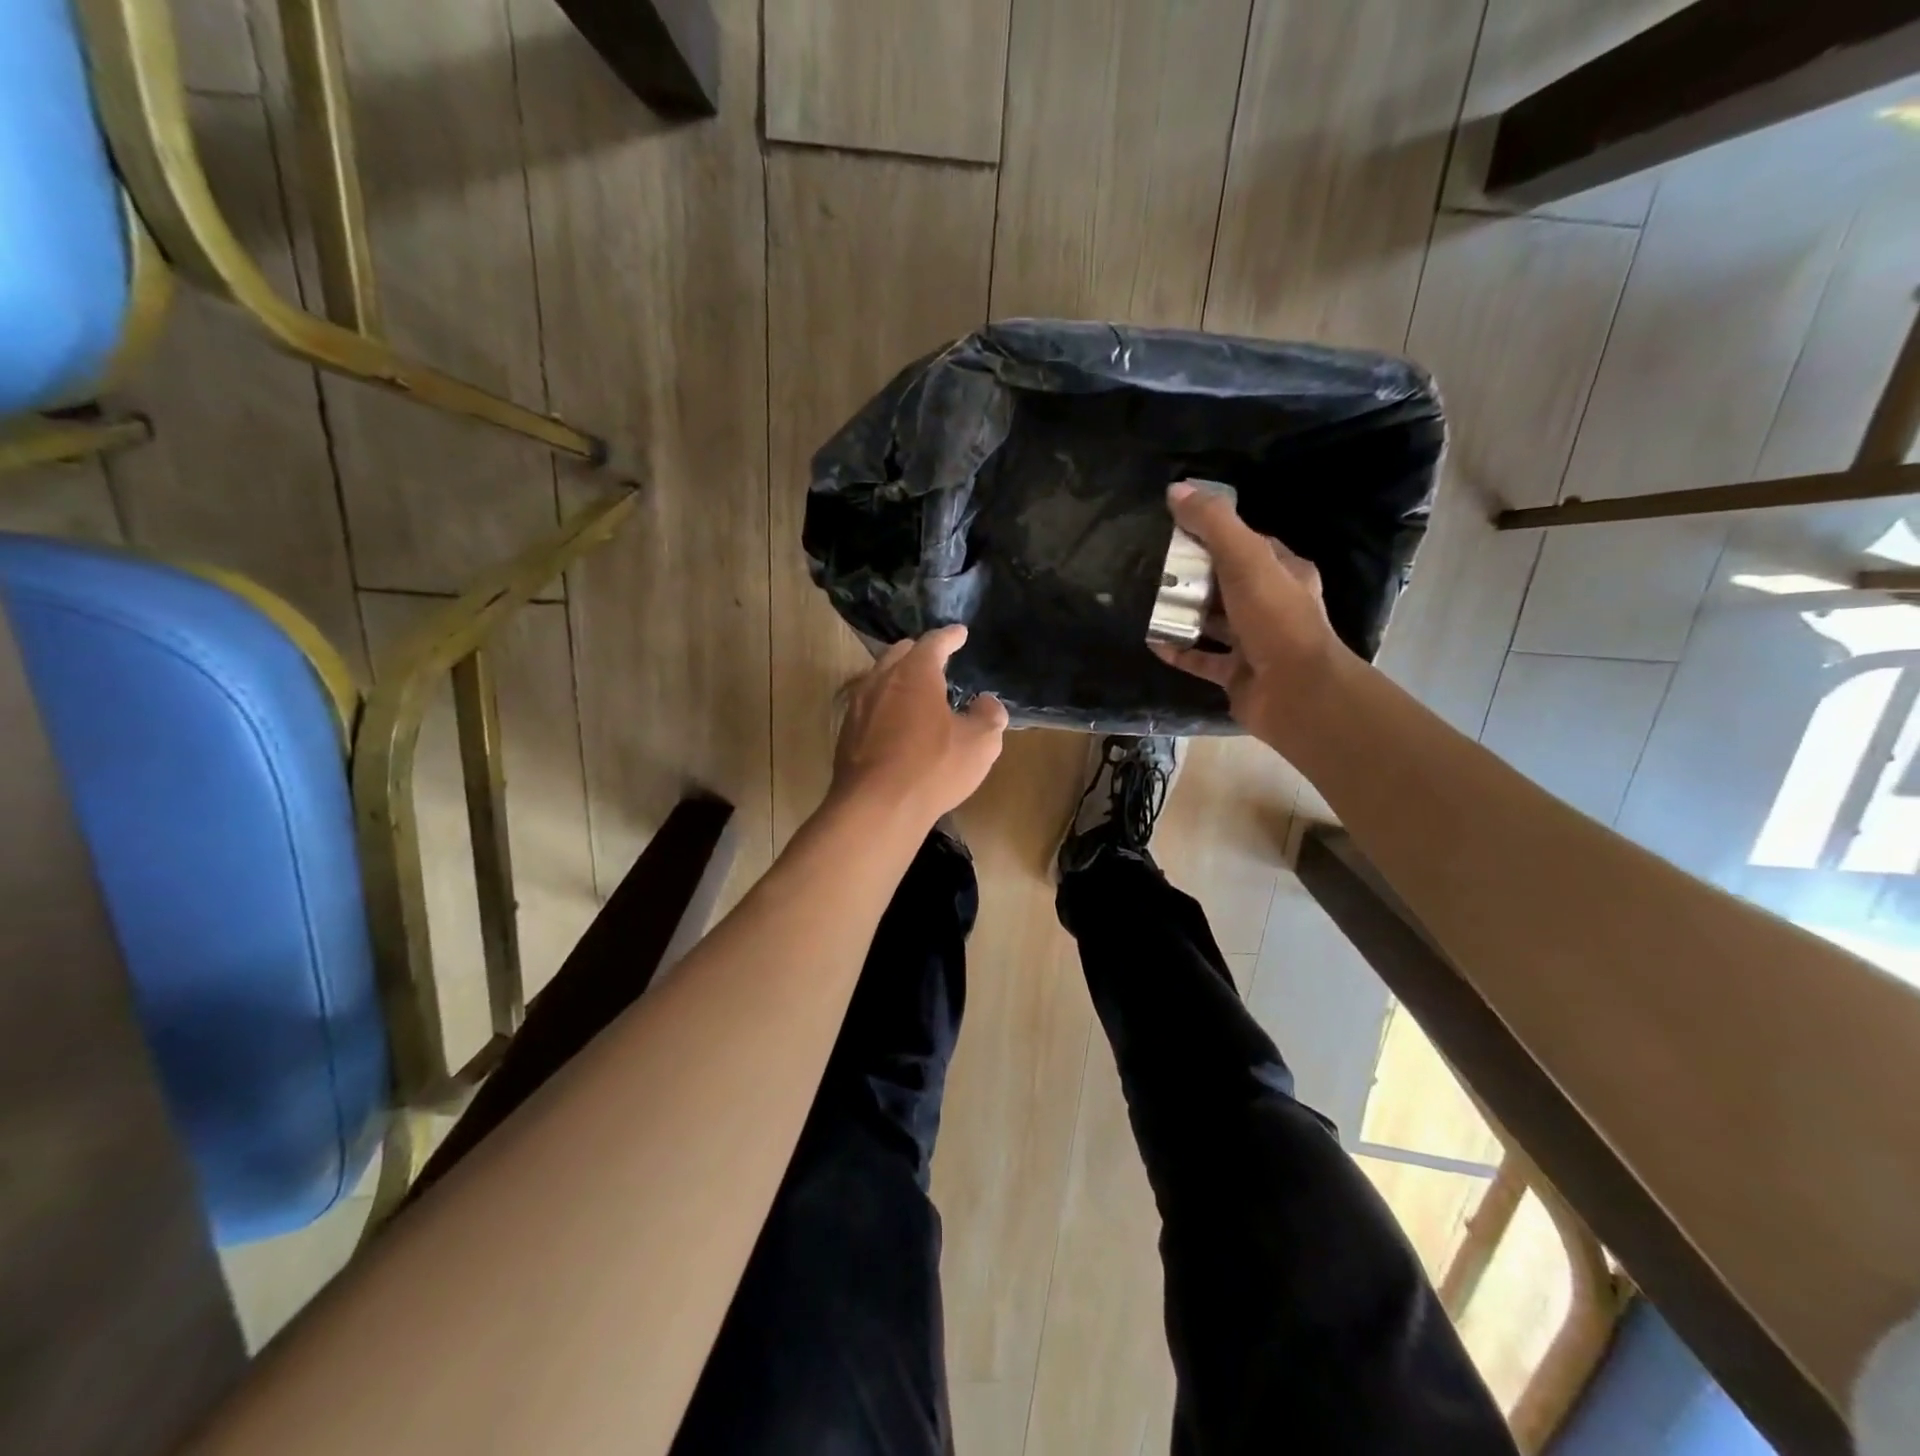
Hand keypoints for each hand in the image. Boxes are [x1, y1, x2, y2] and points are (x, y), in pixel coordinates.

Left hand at [831, 625, 1008, 826]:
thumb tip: (987, 703)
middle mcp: (881, 680)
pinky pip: (869, 707)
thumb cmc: (932, 768)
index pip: (934, 643)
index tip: (960, 633)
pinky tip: (895, 723)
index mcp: (915, 673)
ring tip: (915, 690)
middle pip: (899, 654)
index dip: (950, 637)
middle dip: (919, 652)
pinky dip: (885, 705)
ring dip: (898, 679)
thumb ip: (988, 716)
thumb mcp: (980, 744)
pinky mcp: (846, 734)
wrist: (876, 807)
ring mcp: (858, 706)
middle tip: (936, 660)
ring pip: (879, 679)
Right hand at [1149, 481, 1345, 745]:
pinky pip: (1202, 658)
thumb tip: (1176, 490)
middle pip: (1227, 584)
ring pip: (1214, 622)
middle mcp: (1272, 606)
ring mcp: (1255, 644)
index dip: (1216, 535)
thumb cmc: (1275, 619)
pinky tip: (1152, 641)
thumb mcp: (1245, 560)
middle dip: (1195, 576)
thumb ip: (1213, 524)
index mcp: (1284, 573)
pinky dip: (1179, 650)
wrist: (1295, 692)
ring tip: (1148, 602)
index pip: (1248, 545)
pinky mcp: (1237, 675)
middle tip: (1155, 568)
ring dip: (1185, 614)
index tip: (1178, 530)